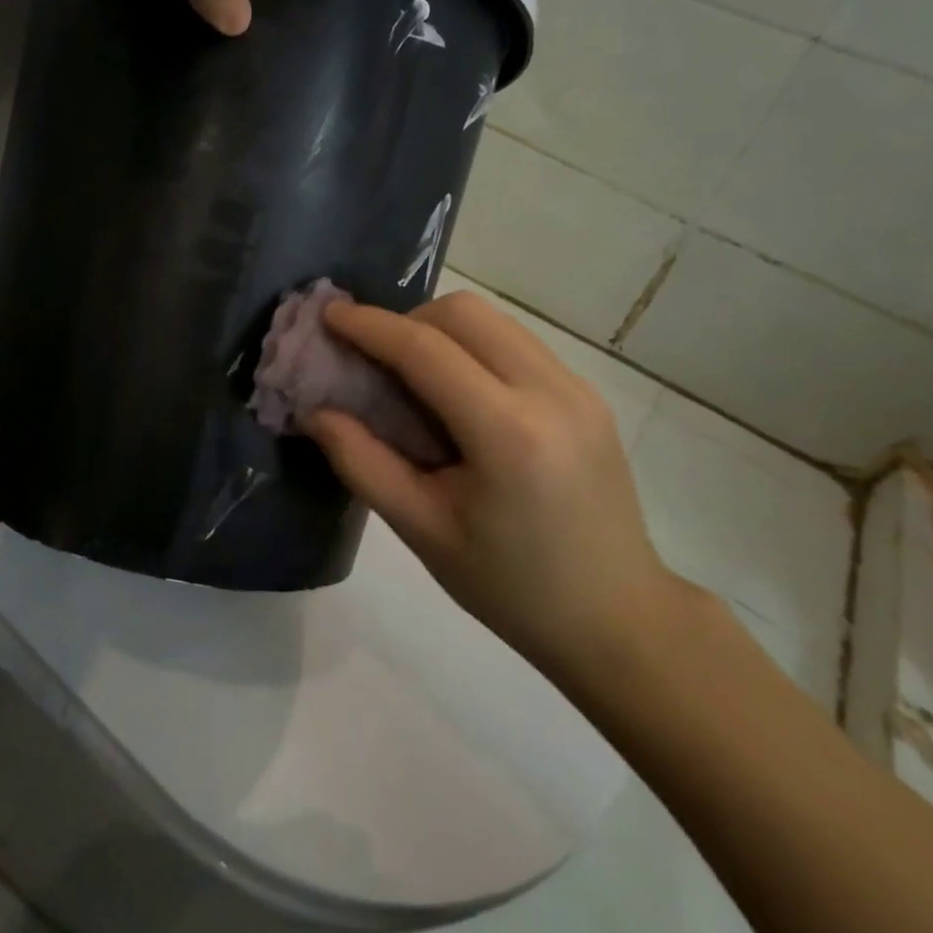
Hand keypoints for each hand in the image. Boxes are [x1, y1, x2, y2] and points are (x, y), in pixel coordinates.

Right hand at [303, 292, 683, 686]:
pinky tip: (457, 393)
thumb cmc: (511, 588)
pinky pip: (516, 343)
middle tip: (372, 358)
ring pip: (493, 321)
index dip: (369, 326)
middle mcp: (551, 392)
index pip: (425, 349)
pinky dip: (473, 347)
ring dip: (440, 330)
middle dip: (406, 321)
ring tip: (410, 374)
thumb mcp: (423, 531)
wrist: (618, 619)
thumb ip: (361, 461)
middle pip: (463, 313)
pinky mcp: (588, 394)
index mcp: (509, 434)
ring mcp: (578, 388)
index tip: (329, 315)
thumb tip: (314, 410)